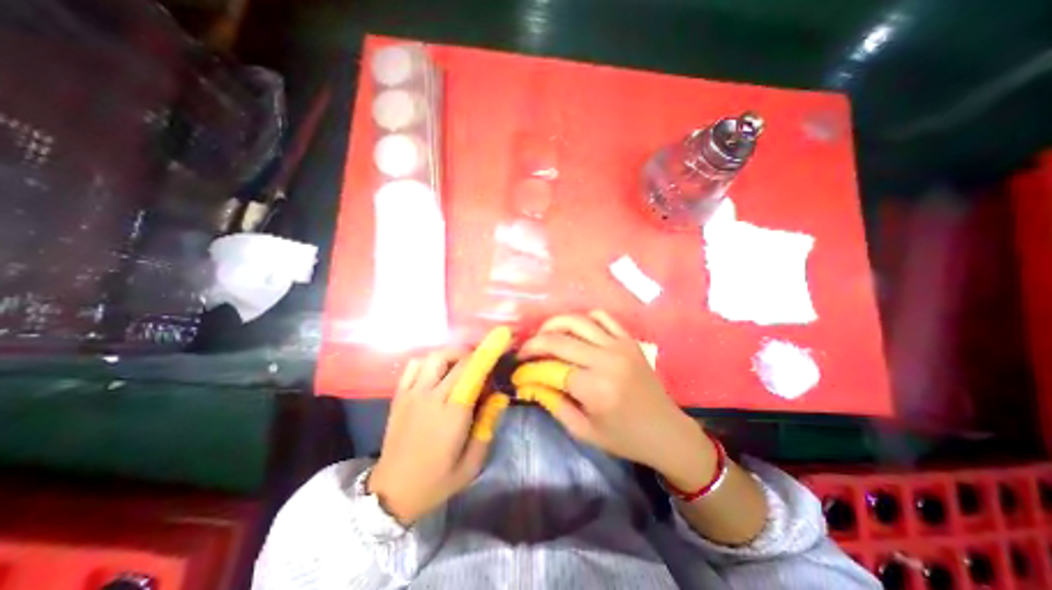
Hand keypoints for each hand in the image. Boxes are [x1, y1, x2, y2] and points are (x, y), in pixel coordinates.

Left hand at [368, 328, 514, 524]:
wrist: (391, 493)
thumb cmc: (437, 480)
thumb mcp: (472, 463)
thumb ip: (488, 425)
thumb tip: (499, 396)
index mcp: (453, 413)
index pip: (473, 371)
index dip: (488, 353)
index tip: (502, 340)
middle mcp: (431, 396)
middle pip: (457, 360)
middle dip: (475, 357)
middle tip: (484, 370)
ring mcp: (412, 394)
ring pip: (435, 357)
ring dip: (452, 356)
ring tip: (461, 369)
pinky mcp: (399, 396)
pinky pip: (414, 365)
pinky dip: (429, 362)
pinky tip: (436, 373)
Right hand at [517, 314, 719, 488]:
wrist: (666, 431)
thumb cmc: (624, 438)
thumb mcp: (583, 431)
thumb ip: (553, 404)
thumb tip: (529, 383)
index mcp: (595, 389)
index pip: (550, 369)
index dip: (528, 370)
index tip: (517, 373)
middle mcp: (606, 361)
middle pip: (558, 340)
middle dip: (533, 344)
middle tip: (523, 352)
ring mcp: (619, 346)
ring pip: (576, 321)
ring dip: (553, 325)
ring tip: (543, 336)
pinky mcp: (628, 340)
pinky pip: (602, 317)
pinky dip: (583, 319)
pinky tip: (575, 331)